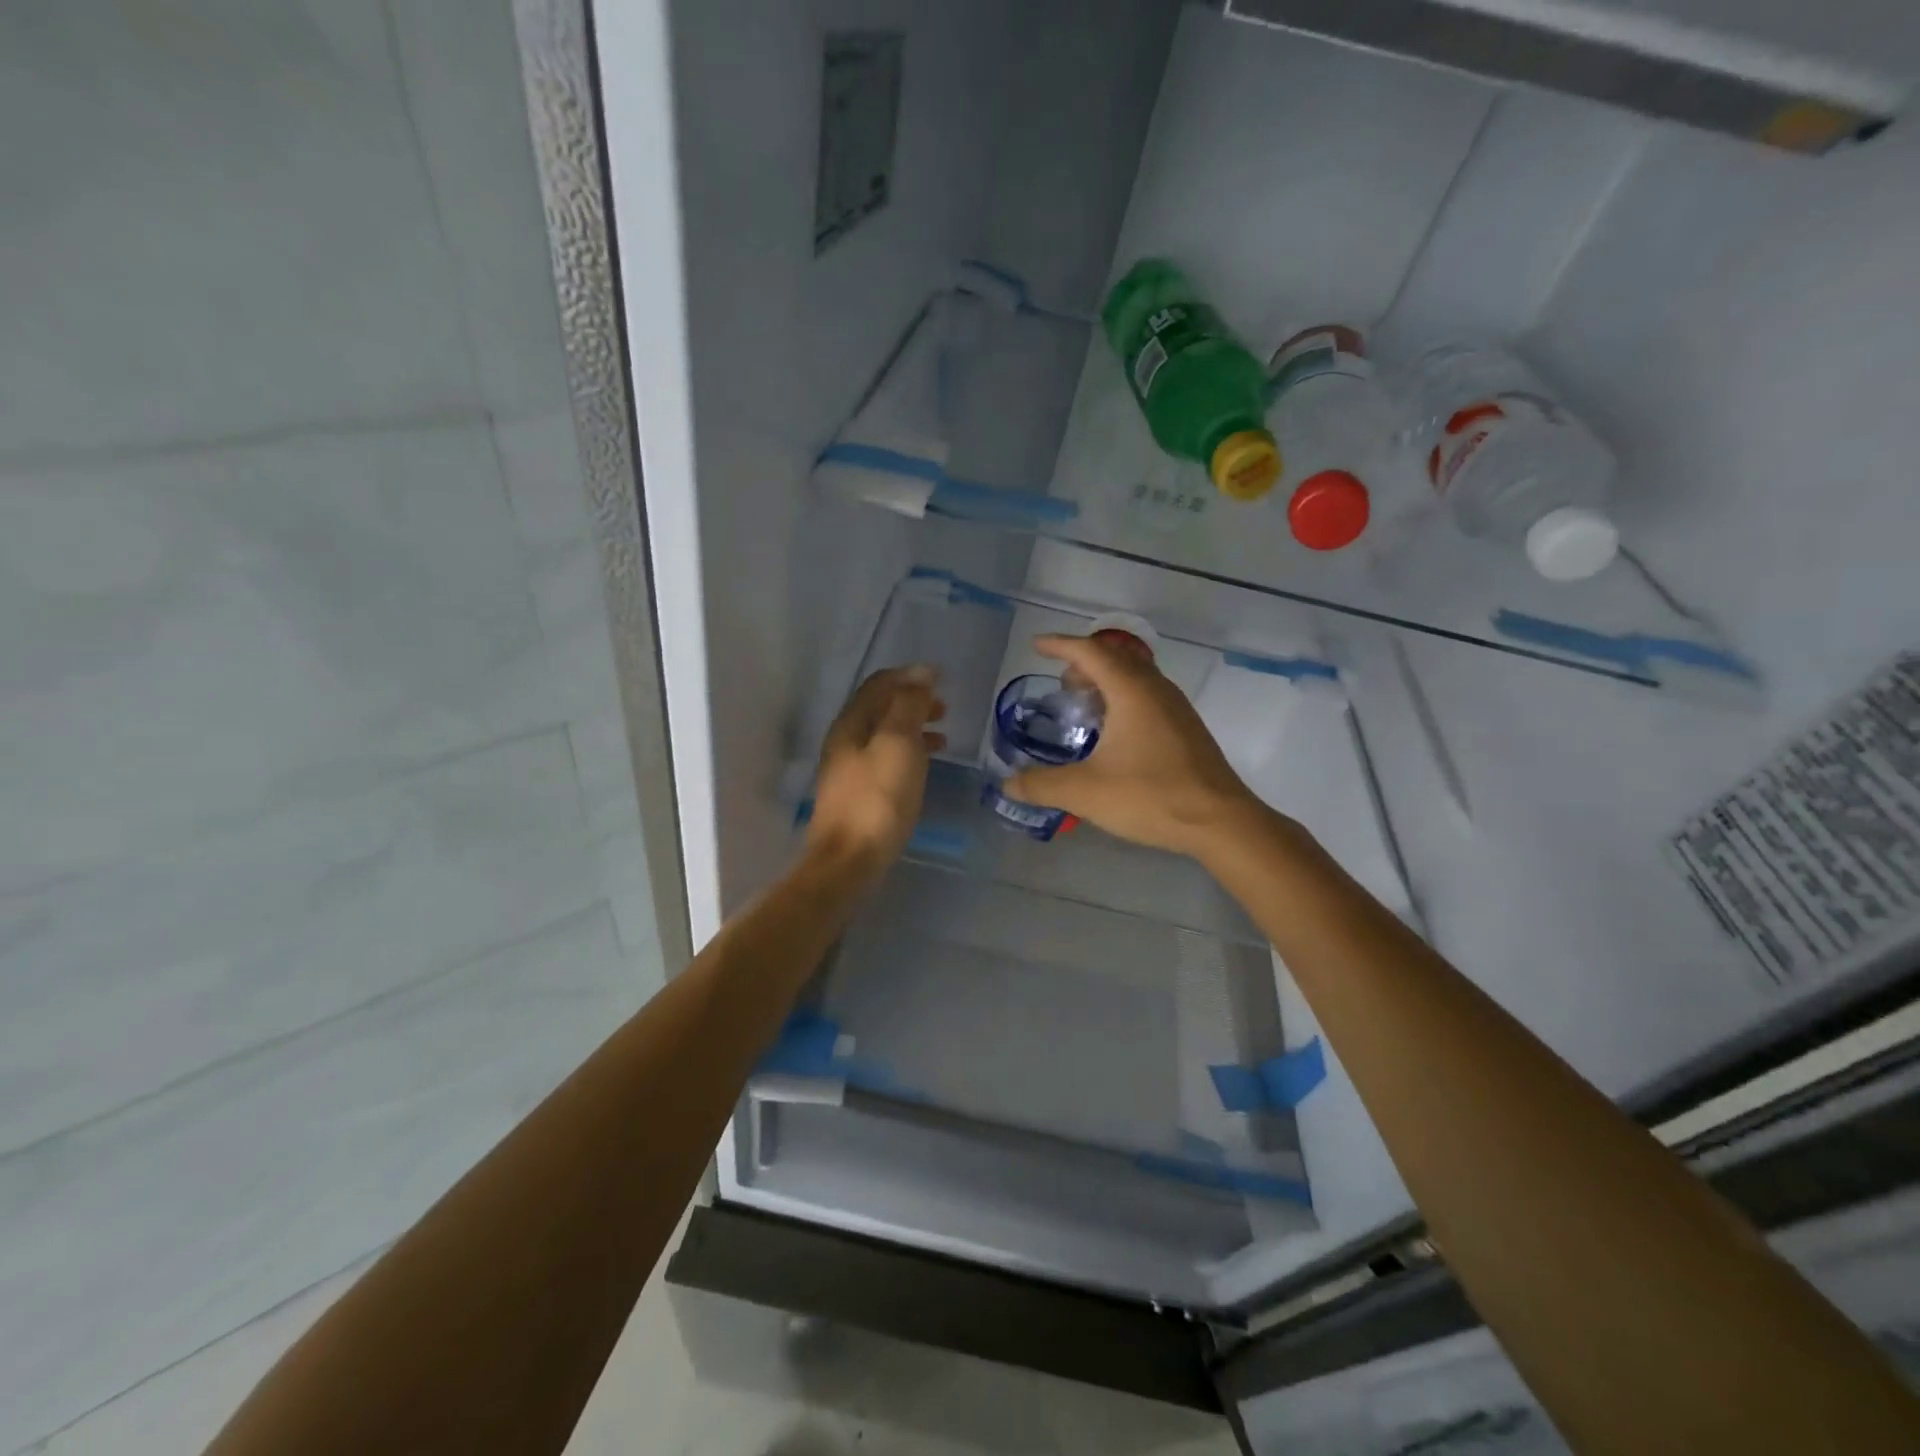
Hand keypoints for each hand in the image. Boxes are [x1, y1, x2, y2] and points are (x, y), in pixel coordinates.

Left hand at [806, 665, 945, 885]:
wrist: (848, 860)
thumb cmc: (878, 798)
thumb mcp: (898, 744)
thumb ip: (909, 706)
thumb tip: (921, 674)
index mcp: (851, 722)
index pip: (879, 684)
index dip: (910, 676)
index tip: (941, 679)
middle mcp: (845, 740)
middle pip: (880, 708)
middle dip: (912, 702)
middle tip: (945, 708)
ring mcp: (849, 768)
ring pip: (884, 735)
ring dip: (913, 728)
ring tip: (943, 736)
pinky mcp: (858, 793)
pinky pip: (885, 759)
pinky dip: (908, 753)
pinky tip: (924, 766)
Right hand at [1002, 635, 1261, 858]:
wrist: (1220, 822)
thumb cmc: (1151, 796)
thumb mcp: (1086, 792)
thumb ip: (1042, 785)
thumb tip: (1008, 784)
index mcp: (1131, 691)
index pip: (1091, 652)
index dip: (1061, 645)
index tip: (1036, 646)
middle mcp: (1156, 689)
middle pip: (1116, 658)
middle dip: (1084, 663)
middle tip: (1062, 685)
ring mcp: (1176, 708)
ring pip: (1135, 677)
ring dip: (1106, 682)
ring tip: (1084, 707)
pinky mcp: (1186, 729)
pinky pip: (1148, 696)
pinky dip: (1123, 699)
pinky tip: (1114, 734)